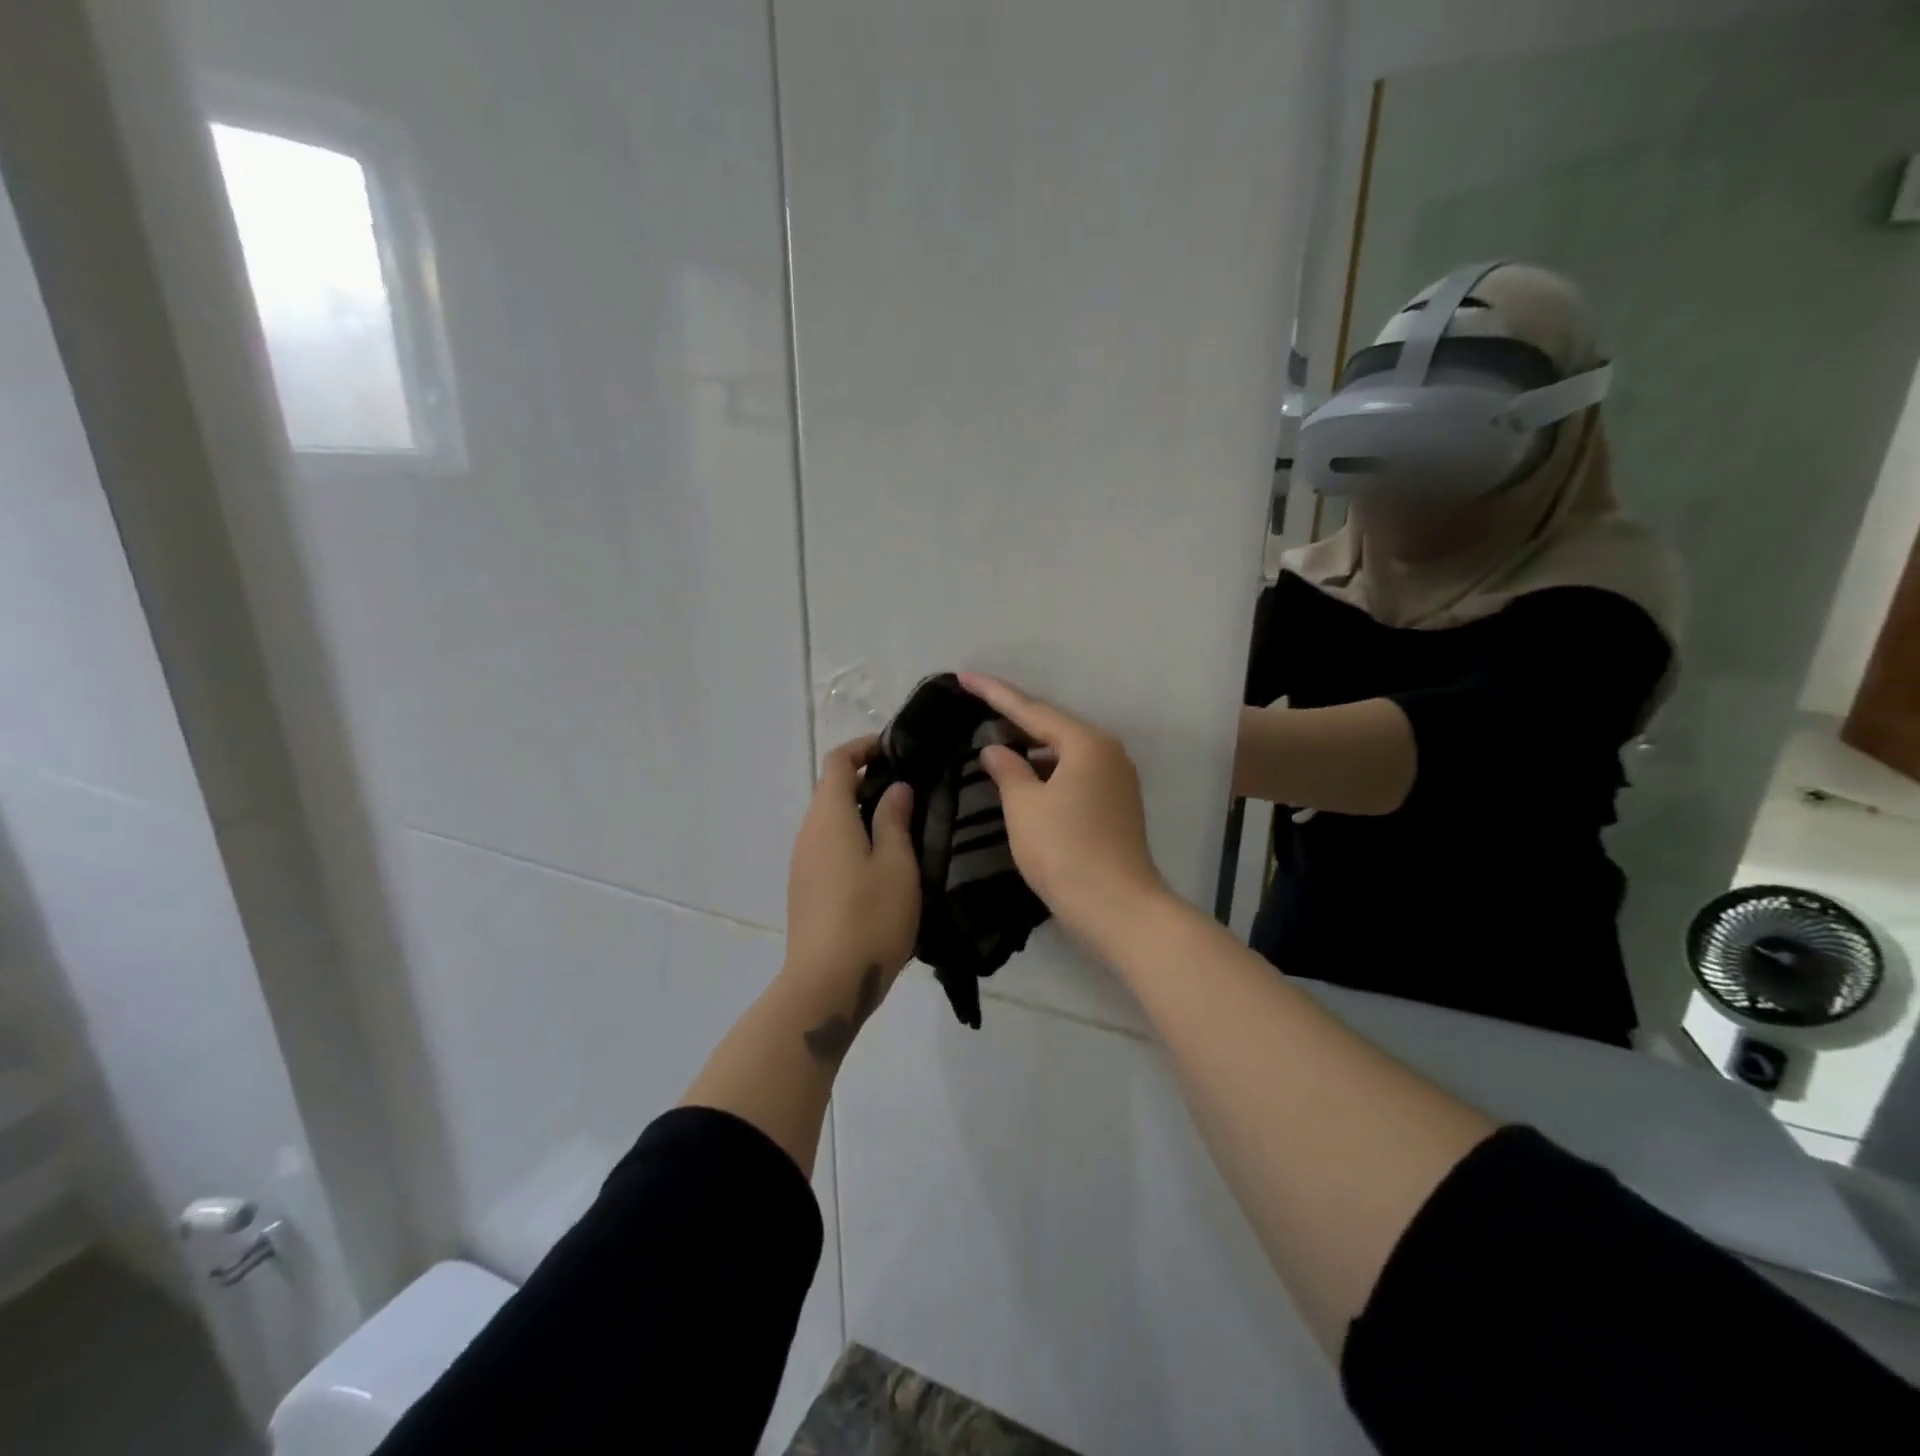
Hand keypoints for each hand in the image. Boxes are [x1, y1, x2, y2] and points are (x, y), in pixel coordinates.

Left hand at [784, 736, 919, 1001]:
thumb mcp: (897, 864)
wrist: (826, 985)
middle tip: (913, 789)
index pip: (838, 762)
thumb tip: (895, 788)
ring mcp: (803, 863)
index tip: (897, 751)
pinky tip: (884, 861)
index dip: (864, 748)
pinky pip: (830, 847)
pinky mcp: (806, 889)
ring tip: (905, 824)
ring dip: (863, 812)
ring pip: (832, 821)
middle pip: (833, 790)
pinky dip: (854, 838)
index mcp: (829, 817)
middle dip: (869, 780)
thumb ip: (895, 820)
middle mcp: (808, 832)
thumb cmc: (869, 917)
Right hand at [959, 673, 1167, 941]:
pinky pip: (1075, 774)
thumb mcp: (1025, 806)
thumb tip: (995, 750)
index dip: (994, 693)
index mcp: (1086, 743)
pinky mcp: (1117, 805)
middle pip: (1053, 727)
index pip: (1031, 710)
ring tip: (995, 740)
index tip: (964, 677)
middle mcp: (1108, 752)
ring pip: (1064, 752)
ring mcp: (1117, 779)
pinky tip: (1026, 778)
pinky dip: (1047, 771)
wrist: (1117, 906)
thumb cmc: (1064, 850)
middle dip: (1014, 718)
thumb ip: (1007, 770)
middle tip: (977, 705)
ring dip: (1031, 748)